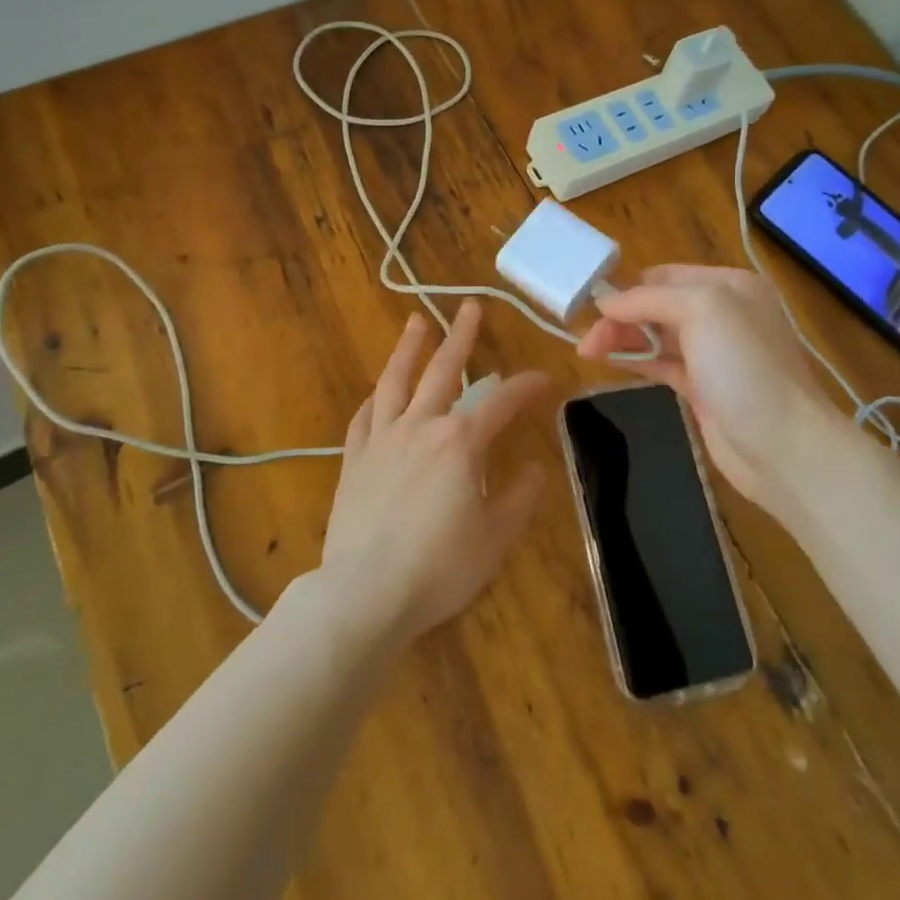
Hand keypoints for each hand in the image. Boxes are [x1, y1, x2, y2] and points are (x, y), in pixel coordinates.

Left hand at [319, 300, 550, 643]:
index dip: (527, 387)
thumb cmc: (440, 567)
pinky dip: (375, 399)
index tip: (545, 379)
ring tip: (417, 322)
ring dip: (409, 349)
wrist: (365, 591)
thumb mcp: (495, 537)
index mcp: (460, 442)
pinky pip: (364, 418)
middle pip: (443, 370)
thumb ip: (519, 498)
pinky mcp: (354, 460)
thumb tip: (534, 469)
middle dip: (462, 337)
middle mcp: (420, 427)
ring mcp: (382, 440)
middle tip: (470, 307)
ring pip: (396, 381)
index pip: (502, 402)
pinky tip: (379, 392)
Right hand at [577, 266, 847, 526]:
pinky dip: (635, 359)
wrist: (783, 447)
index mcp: (731, 285)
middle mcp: (724, 314)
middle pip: (658, 305)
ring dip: (623, 338)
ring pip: (657, 335)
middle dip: (622, 316)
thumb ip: (650, 299)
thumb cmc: (745, 368)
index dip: (629, 288)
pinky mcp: (704, 387)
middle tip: (586, 339)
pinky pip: (662, 363)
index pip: (666, 276)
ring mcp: (715, 353)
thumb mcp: (702, 311)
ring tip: (587, 350)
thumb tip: (606, 302)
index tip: (592, 306)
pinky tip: (608, 361)